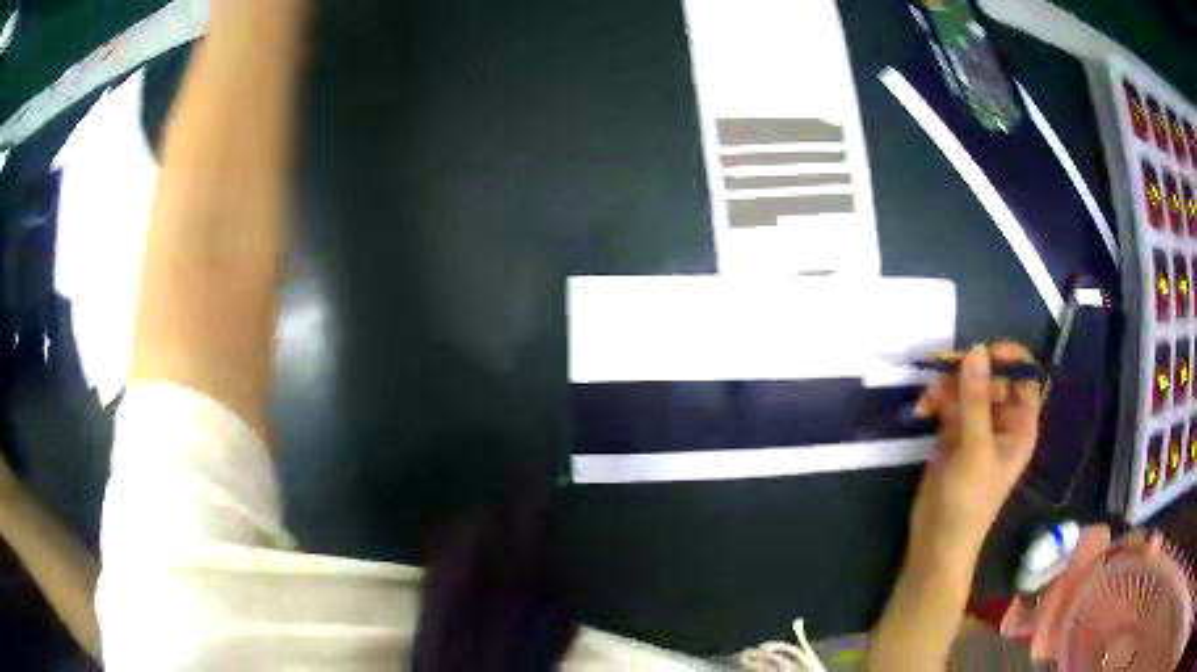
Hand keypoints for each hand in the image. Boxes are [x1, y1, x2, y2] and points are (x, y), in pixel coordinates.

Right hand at [908, 342, 1041, 569]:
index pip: (1024, 377)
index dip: (1009, 359)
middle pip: (992, 377)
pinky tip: (922, 410)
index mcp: (1020, 425)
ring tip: (928, 400)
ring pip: (967, 388)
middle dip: (969, 373)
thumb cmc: (967, 501)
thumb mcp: (974, 449)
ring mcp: (977, 428)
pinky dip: (936, 401)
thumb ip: (976, 399)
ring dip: (947, 387)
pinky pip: (949, 403)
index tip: (984, 353)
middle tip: (944, 370)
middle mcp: (1002, 422)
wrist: (935, 543)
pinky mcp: (953, 435)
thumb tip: (976, 349)